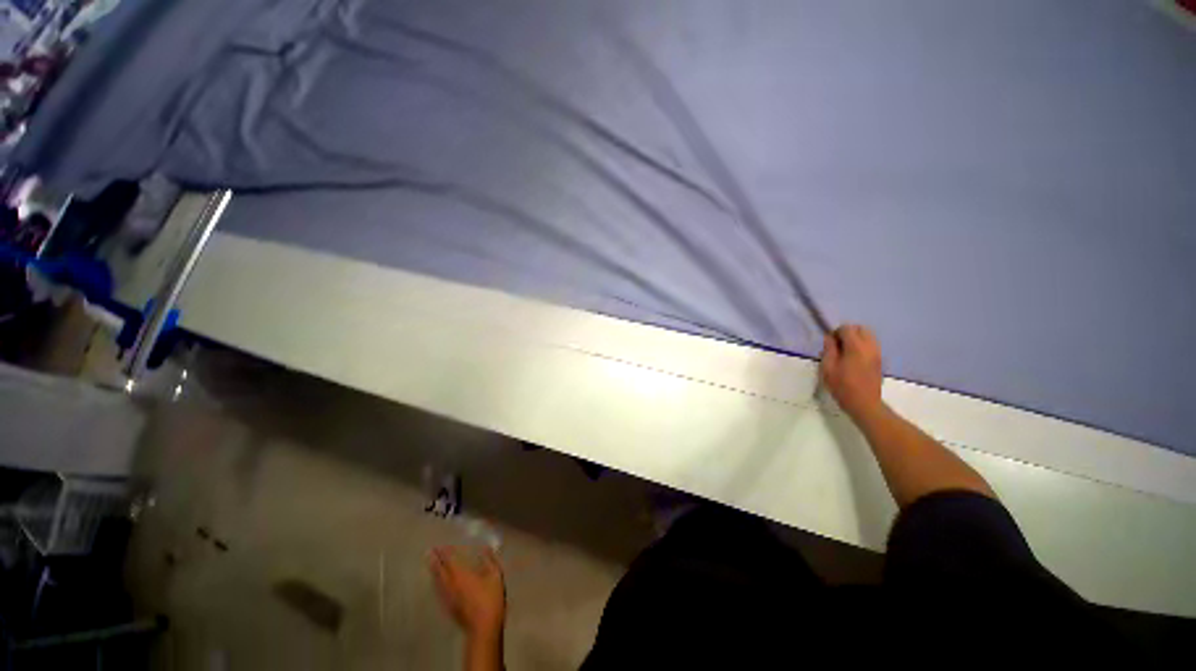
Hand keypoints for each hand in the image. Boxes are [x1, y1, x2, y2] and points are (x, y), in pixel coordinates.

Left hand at [430, 546, 505, 639]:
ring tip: (430, 565)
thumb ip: (489, 560)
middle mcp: (451, 584)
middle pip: (439, 571)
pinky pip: (439, 592)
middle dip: (434, 561)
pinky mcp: (448, 608)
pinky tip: (437, 584)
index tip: (438, 546)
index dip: (444, 553)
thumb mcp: (495, 575)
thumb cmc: (491, 598)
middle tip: (429, 553)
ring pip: (437, 582)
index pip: (449, 560)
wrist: (483, 627)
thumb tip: (485, 548)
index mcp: (461, 574)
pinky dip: (437, 584)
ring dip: (434, 572)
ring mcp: (448, 598)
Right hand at [820, 324, 883, 419]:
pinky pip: (871, 345)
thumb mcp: (828, 368)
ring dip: (856, 338)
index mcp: (856, 347)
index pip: (847, 328)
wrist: (864, 404)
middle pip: (861, 328)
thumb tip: (830, 338)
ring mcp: (877, 353)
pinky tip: (853, 358)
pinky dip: (862, 345)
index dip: (836, 332)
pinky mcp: (880, 360)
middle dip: (848, 332)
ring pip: (868, 336)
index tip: (829, 344)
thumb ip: (829, 350)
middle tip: (837, 345)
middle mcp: (869, 346)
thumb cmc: (842, 386)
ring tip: (845, 352)